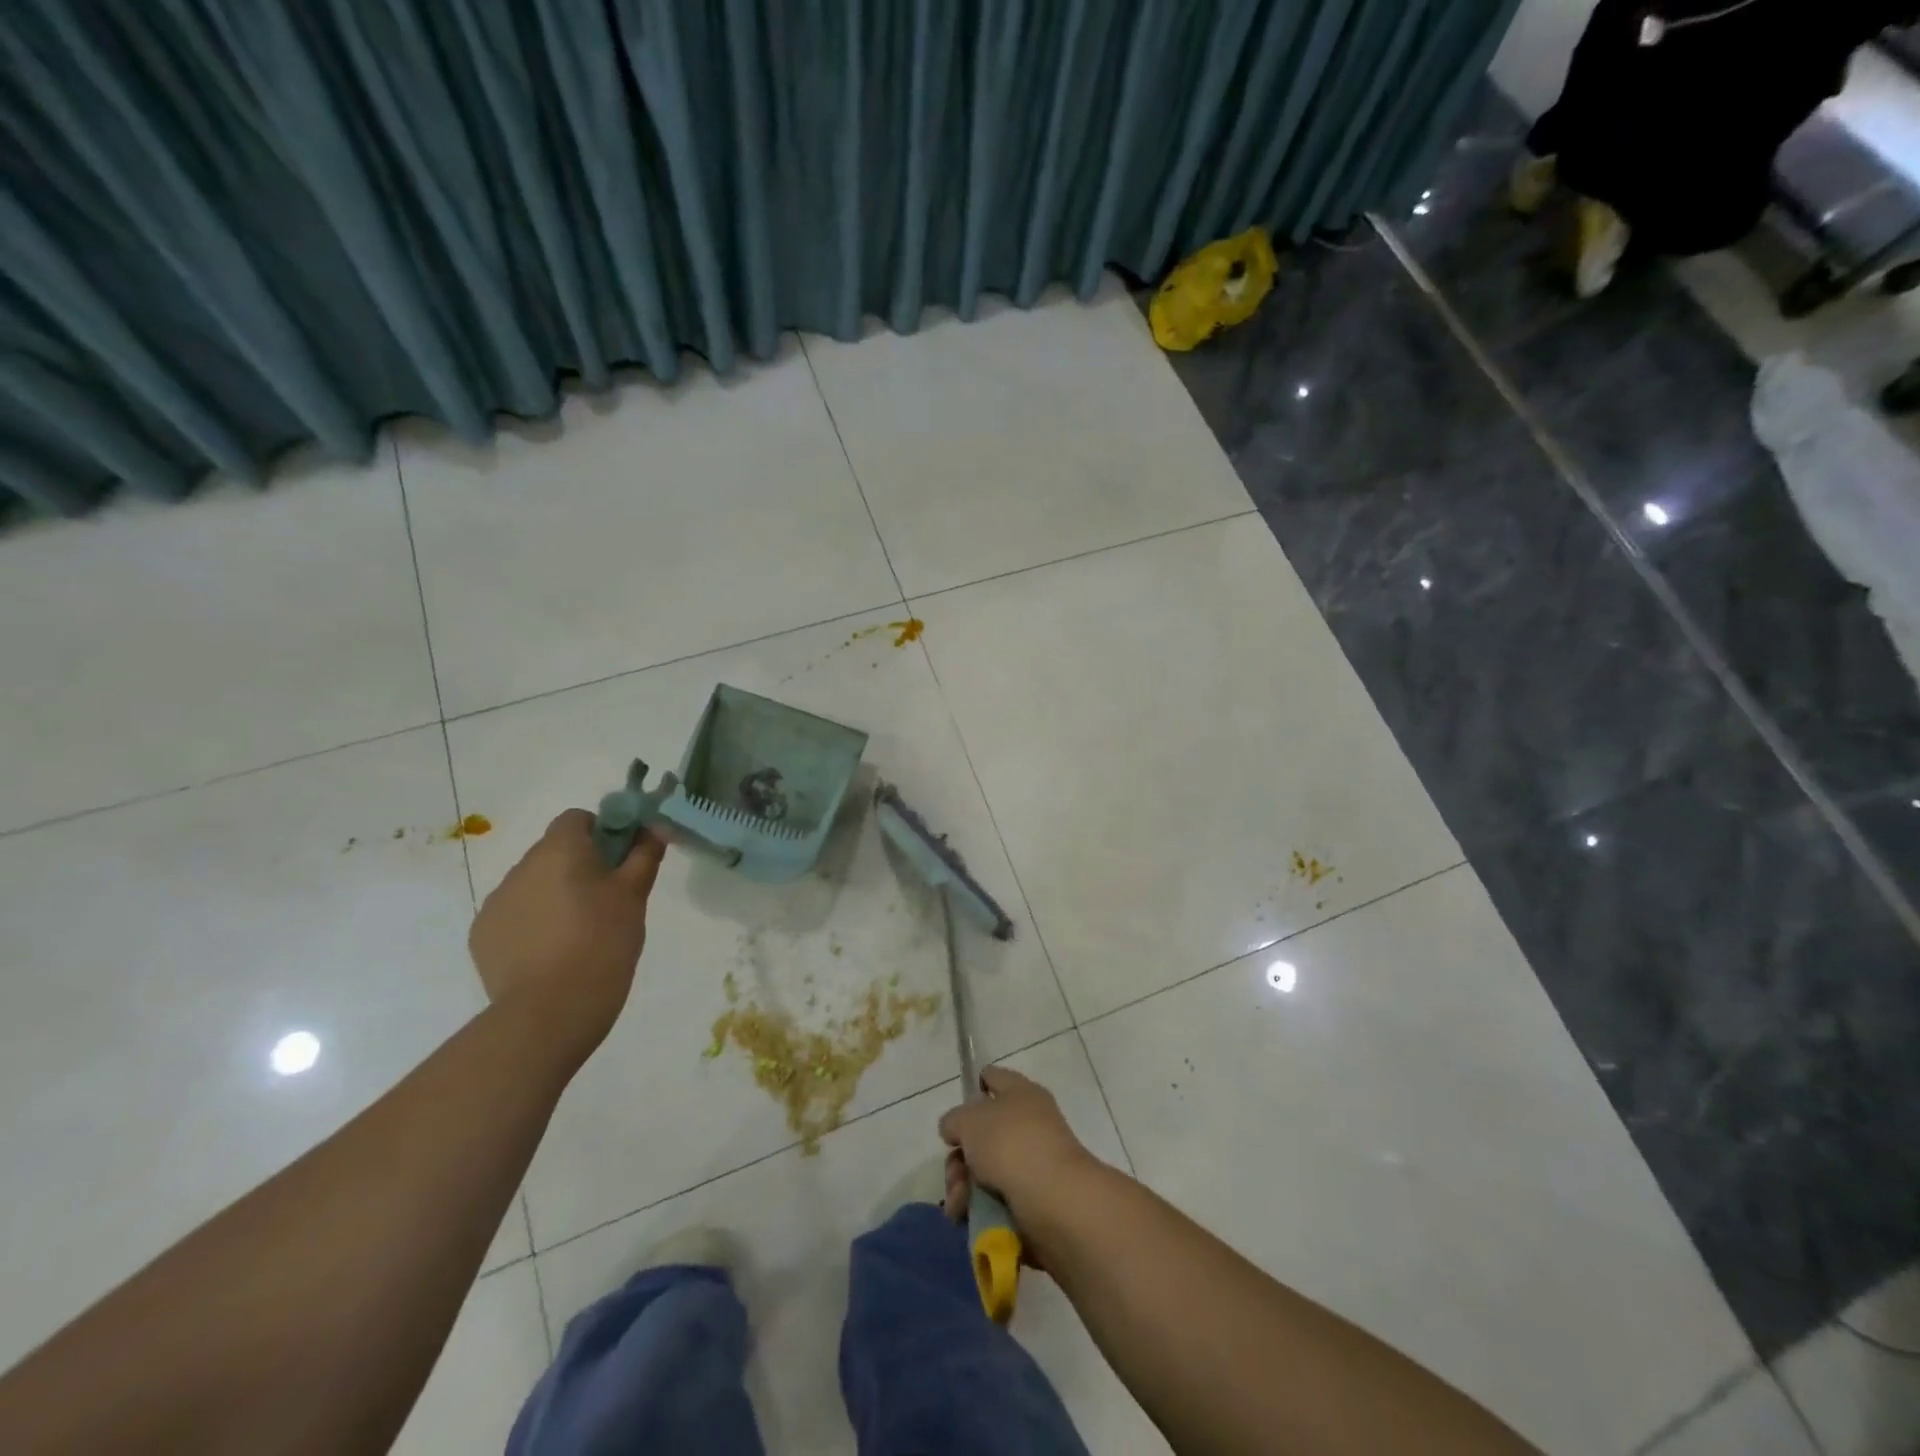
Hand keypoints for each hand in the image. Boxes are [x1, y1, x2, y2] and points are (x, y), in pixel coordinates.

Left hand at [469, 809, 665, 1059]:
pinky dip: (534, 923)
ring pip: (533, 884)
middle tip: (608, 900)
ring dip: (555, 894)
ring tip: (580, 933)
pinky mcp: (482, 936)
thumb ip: (644, 854)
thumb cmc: (603, 942)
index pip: (576, 819)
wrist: (550, 1011)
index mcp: (558, 849)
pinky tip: (553, 953)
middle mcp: (520, 867)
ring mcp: (496, 903)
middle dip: (580, 866)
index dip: (603, 832)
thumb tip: (655, 827)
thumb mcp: (634, 895)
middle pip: (554, 851)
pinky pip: (515, 915)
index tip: (621, 861)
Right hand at [937, 1066, 1096, 1238]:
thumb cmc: (1010, 1144)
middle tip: (953, 1174)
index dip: (973, 1089)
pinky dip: (980, 1207)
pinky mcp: (1034, 1198)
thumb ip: (955, 1120)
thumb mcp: (969, 1121)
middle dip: (959, 1156)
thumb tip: (956, 1128)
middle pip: (983, 1132)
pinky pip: (997, 1198)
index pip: (993, 1078)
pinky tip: (967, 1217)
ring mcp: (1033, 1162)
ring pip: (985, 1169)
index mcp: (1020, 1092)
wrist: (1054, 1201)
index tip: (956, 1115)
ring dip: (964, 1187)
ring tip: (958, 1205)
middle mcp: (1029, 1123)